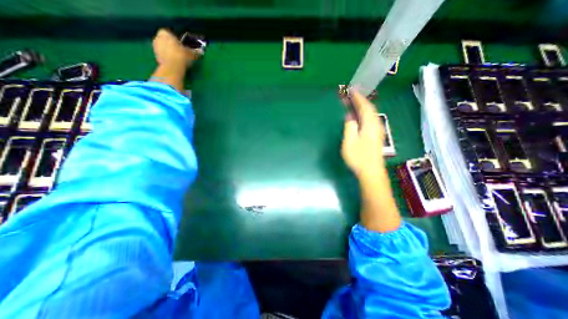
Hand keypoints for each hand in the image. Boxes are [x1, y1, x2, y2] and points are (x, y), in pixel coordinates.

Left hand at [152, 28, 202, 67]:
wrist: (173, 67)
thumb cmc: (182, 56)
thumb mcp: (191, 54)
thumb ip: (196, 52)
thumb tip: (201, 52)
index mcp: (165, 32)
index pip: (171, 34)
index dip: (177, 40)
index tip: (183, 46)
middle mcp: (157, 37)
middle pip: (166, 41)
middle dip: (173, 46)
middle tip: (181, 53)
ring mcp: (155, 47)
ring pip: (164, 49)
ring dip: (170, 53)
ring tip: (179, 59)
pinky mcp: (156, 57)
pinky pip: (164, 56)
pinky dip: (168, 59)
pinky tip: (175, 64)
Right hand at [341, 91, 385, 178]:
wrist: (371, 172)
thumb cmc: (358, 157)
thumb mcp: (349, 142)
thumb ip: (350, 127)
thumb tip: (350, 116)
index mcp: (370, 125)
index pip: (365, 107)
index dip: (358, 98)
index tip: (352, 90)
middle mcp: (376, 125)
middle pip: (370, 109)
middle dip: (361, 100)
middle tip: (352, 94)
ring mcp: (378, 131)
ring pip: (371, 114)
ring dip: (363, 107)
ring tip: (355, 102)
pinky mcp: (377, 136)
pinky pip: (371, 120)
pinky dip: (365, 114)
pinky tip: (360, 116)